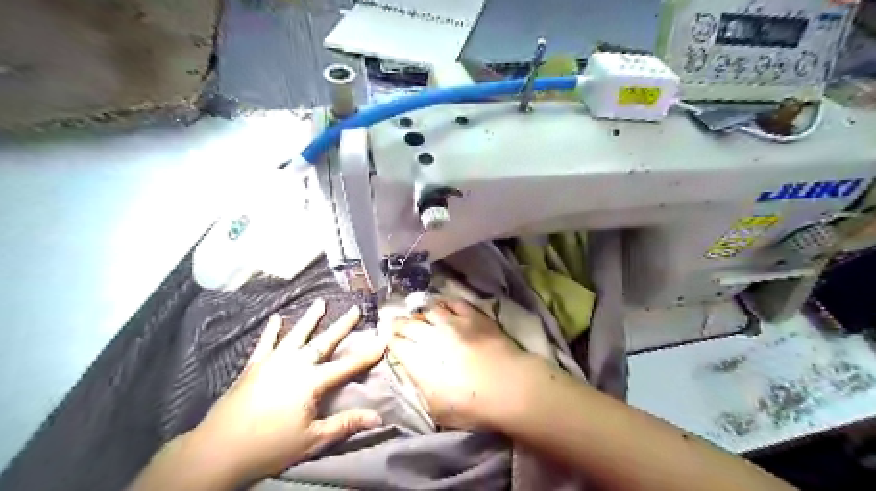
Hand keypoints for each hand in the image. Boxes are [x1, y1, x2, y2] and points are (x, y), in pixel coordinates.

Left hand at [189, 300, 386, 483]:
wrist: (218, 450)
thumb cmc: (269, 446)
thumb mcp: (312, 439)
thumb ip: (345, 424)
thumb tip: (377, 418)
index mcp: (311, 382)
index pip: (346, 365)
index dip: (367, 353)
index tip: (383, 339)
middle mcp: (294, 365)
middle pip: (324, 341)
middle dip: (342, 325)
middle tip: (355, 308)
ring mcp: (272, 362)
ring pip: (296, 335)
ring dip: (310, 318)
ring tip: (320, 302)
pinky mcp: (254, 366)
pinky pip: (265, 343)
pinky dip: (271, 331)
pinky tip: (276, 318)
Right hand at [388, 299, 537, 429]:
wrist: (510, 387)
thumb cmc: (473, 406)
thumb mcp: (437, 409)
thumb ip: (420, 386)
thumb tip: (411, 369)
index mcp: (421, 361)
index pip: (398, 345)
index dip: (391, 341)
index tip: (389, 339)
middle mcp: (433, 337)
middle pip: (410, 325)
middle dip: (399, 324)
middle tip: (395, 322)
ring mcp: (454, 323)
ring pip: (430, 310)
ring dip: (421, 312)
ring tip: (418, 314)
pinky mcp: (474, 316)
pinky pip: (455, 303)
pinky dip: (445, 303)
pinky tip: (442, 305)